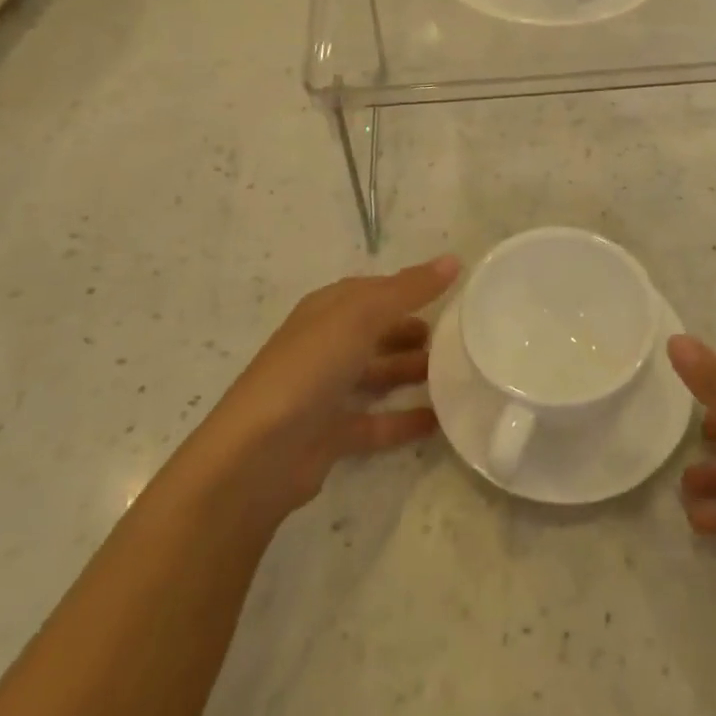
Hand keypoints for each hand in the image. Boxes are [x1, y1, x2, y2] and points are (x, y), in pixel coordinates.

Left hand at [197, 257, 459, 524]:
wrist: (258, 455)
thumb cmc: (310, 368)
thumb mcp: (362, 316)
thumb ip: (408, 289)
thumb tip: (454, 259)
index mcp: (327, 310)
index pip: (375, 290)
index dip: (410, 287)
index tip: (452, 291)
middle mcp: (325, 345)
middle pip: (377, 331)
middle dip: (413, 330)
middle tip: (458, 336)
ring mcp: (326, 391)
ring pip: (378, 374)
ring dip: (412, 371)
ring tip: (456, 373)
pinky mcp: (331, 434)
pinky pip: (376, 422)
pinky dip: (405, 419)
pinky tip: (439, 420)